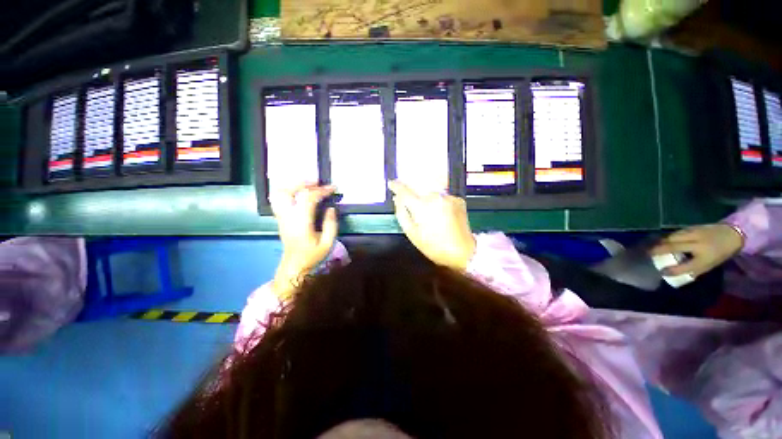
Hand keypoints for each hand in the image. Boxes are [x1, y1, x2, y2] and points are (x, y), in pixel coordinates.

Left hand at [270, 183, 338, 298]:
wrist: (294, 266)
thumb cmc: (312, 256)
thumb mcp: (328, 242)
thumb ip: (331, 224)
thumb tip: (331, 207)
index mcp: (301, 223)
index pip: (308, 198)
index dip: (322, 190)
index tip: (333, 188)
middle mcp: (288, 217)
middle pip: (287, 191)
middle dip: (303, 183)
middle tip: (318, 182)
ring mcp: (281, 217)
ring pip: (279, 193)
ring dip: (293, 185)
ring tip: (308, 185)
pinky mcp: (280, 218)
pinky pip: (279, 199)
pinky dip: (289, 191)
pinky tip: (300, 192)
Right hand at [389, 180, 475, 270]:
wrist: (462, 251)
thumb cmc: (434, 246)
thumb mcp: (412, 233)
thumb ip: (402, 213)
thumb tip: (397, 199)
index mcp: (422, 206)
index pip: (405, 190)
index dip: (396, 186)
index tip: (391, 184)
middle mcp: (435, 197)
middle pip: (418, 190)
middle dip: (414, 197)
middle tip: (415, 212)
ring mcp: (448, 197)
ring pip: (431, 193)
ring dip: (427, 200)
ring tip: (430, 217)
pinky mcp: (458, 200)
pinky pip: (442, 197)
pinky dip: (438, 203)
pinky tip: (440, 215)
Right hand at [651, 224, 743, 277]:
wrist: (732, 234)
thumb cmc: (720, 252)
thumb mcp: (709, 264)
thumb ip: (692, 269)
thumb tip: (672, 272)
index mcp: (704, 254)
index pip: (686, 265)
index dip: (672, 269)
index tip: (661, 271)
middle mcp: (697, 242)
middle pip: (672, 245)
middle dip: (658, 249)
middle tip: (648, 253)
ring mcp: (694, 233)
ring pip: (672, 237)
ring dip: (661, 242)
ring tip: (654, 246)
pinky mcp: (692, 227)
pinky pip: (677, 232)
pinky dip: (668, 237)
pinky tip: (665, 239)